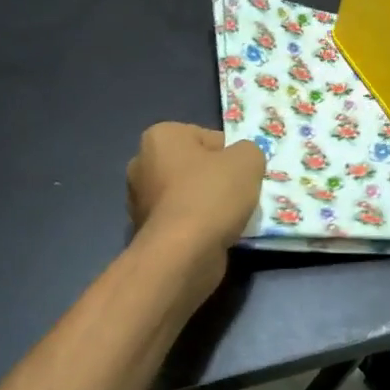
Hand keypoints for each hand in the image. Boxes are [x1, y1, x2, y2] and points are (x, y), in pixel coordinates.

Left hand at [127, 123, 264, 258]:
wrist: (183, 253)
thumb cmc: (212, 195)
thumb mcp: (248, 160)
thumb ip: (249, 151)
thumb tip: (241, 161)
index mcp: (160, 136)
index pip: (208, 138)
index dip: (232, 156)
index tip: (244, 175)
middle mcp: (142, 164)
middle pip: (196, 167)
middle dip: (218, 180)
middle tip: (241, 196)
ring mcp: (140, 200)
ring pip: (189, 195)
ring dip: (210, 205)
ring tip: (231, 219)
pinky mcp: (146, 231)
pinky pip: (182, 221)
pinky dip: (199, 226)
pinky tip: (215, 236)